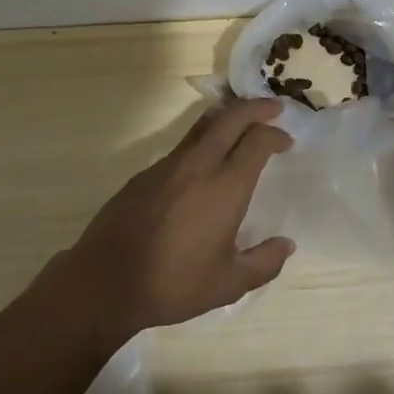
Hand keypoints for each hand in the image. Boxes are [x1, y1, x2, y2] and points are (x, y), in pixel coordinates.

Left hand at [69, 98, 295, 334]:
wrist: (107, 280)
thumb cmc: (174, 283)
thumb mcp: (228, 284)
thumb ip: (263, 263)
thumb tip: (286, 245)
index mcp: (225, 187)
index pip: (257, 142)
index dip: (275, 134)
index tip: (285, 140)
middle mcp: (199, 165)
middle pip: (231, 118)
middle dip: (255, 108)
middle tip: (273, 109)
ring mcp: (168, 165)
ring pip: (203, 125)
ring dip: (228, 117)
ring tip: (242, 122)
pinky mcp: (146, 172)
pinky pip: (183, 144)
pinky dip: (203, 138)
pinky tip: (205, 160)